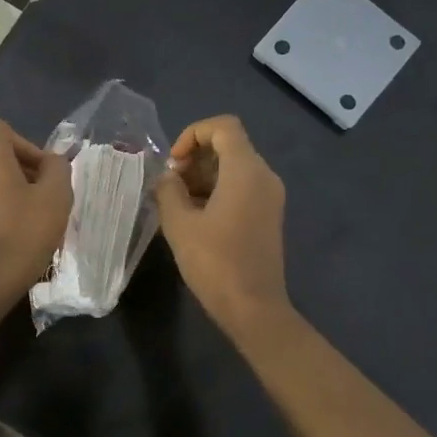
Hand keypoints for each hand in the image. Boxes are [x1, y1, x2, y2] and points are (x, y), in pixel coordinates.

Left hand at [0, 118, 72, 302]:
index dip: (23, 143)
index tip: (41, 171)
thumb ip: (58, 169)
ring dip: (4, 194)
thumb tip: (51, 162)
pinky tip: (7, 239)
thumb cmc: (21, 234)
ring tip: (26, 222)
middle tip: (41, 199)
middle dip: (18, 171)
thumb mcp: (56, 198)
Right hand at [154, 114, 289, 333]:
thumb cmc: (215, 263)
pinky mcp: (268, 216)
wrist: (254, 308)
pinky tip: (195, 219)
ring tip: (177, 205)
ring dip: (203, 177)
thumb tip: (167, 178)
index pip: (223, 127)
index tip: (174, 164)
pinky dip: (218, 192)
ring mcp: (270, 197)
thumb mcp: (180, 224)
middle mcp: (264, 176)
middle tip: (170, 187)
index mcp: (246, 170)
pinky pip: (242, 189)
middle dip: (195, 158)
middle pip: (229, 146)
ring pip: (234, 168)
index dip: (193, 134)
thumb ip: (168, 191)